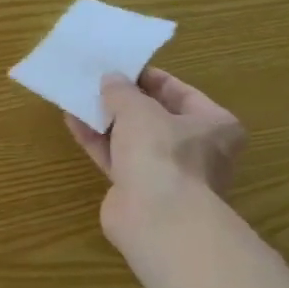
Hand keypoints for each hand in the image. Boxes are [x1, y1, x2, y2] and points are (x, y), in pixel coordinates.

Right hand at [66, 69, 246, 249]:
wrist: (157, 219)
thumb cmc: (163, 154)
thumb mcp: (139, 111)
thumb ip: (122, 92)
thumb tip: (111, 79)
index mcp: (214, 125)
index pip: (182, 93)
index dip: (150, 79)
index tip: (122, 68)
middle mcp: (196, 149)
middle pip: (156, 117)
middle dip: (125, 101)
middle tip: (98, 83)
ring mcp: (166, 173)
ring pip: (133, 139)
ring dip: (107, 120)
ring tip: (79, 98)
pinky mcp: (138, 190)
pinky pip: (116, 158)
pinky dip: (98, 142)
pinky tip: (74, 123)